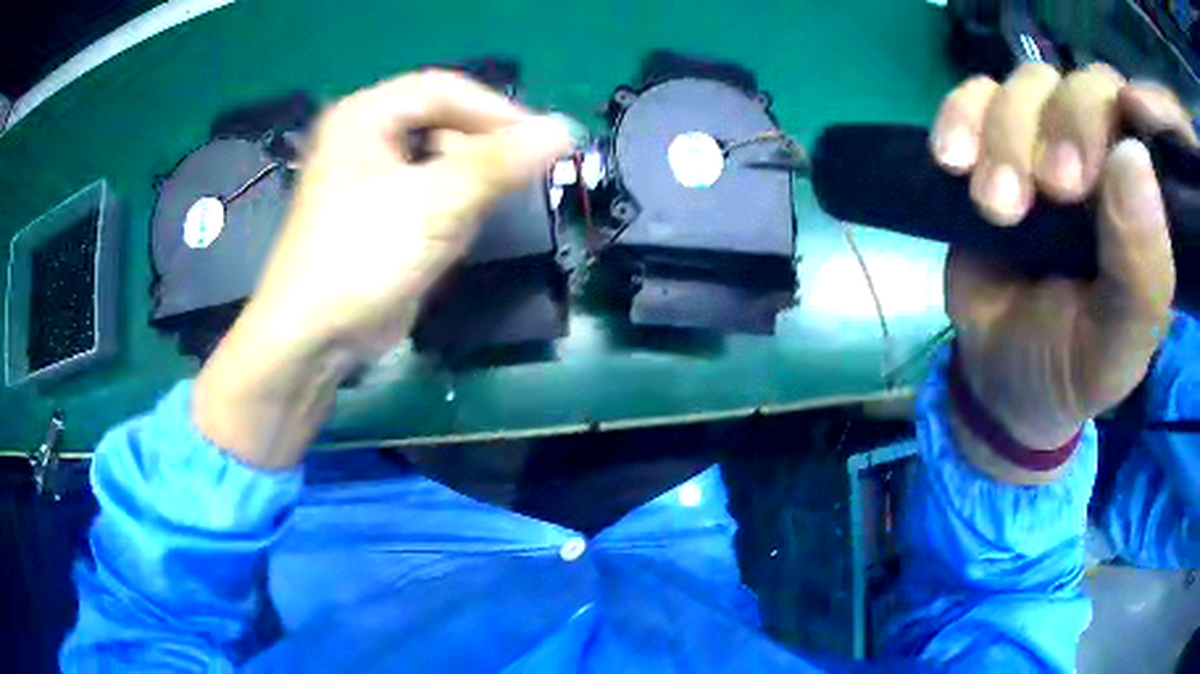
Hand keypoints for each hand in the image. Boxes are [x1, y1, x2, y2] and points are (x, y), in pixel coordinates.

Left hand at [193, 71, 571, 467]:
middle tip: (512, 185)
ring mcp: (372, 175)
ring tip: (465, 222)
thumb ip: (499, 163)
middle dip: (479, 155)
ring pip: (442, 160)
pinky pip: (431, 192)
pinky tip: (444, 242)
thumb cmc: (362, 258)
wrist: (315, 338)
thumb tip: (565, 128)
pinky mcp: (382, 211)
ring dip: (465, 190)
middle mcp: (365, 135)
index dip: (497, 111)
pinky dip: (449, 213)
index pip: (446, 89)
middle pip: (444, 121)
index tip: (543, 143)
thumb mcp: (434, 205)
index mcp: (364, 115)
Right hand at [929, 64, 1192, 482]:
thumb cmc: (1069, 366)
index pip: (1135, 116)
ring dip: (1005, 137)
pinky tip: (953, 163)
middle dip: (1059, 128)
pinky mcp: (993, 141)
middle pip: (1081, 84)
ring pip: (1027, 84)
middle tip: (1046, 193)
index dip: (1112, 115)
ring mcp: (1047, 141)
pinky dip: (960, 117)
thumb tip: (1133, 156)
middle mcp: (1102, 157)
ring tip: (995, 208)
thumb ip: (1141, 271)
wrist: (1000, 376)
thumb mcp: (1116, 347)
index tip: (1085, 174)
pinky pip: (973, 93)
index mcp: (1142, 203)